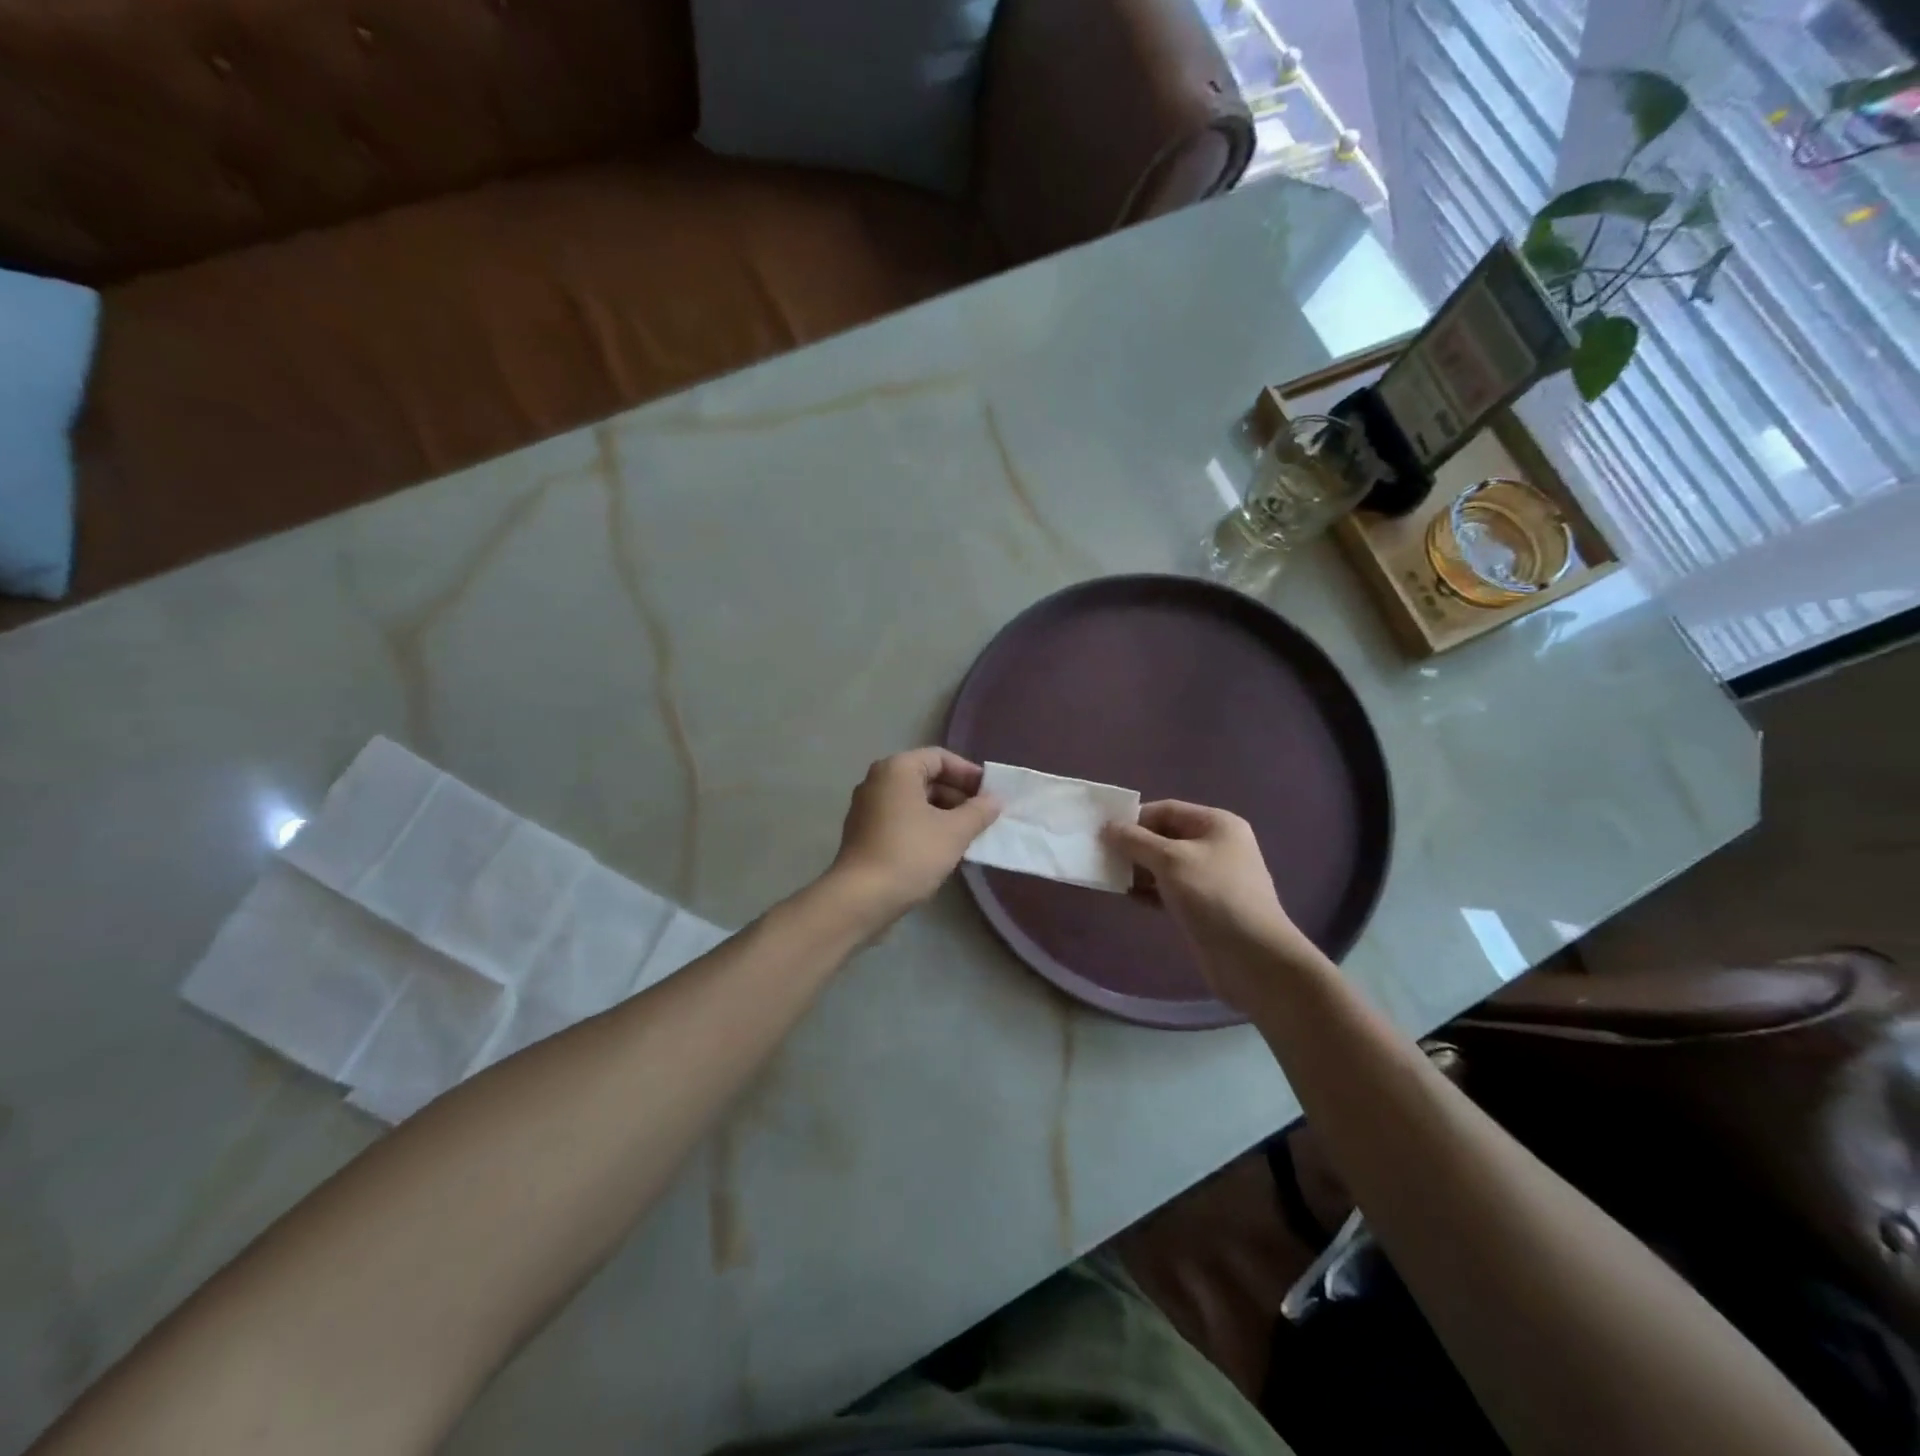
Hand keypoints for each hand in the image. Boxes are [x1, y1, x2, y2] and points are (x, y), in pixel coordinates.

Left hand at [827, 749, 1001, 921]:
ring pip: (914, 801)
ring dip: (943, 813)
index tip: (990, 794)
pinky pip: (901, 818)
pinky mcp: (864, 833)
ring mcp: (867, 807)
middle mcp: (877, 781)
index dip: (968, 773)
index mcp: (897, 769)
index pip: (940, 758)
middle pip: (926, 778)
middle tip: (983, 816)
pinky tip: (943, 849)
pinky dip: (924, 826)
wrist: (861, 898)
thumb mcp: (954, 832)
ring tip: (968, 835)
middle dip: (957, 795)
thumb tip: (995, 800)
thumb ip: (979, 811)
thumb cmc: (911, 854)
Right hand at [1103, 801, 1320, 1003]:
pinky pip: (1169, 889)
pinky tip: (1129, 897)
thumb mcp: (1170, 860)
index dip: (1134, 818)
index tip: (1104, 834)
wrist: (1253, 958)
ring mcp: (1211, 877)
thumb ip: (1135, 841)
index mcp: (1216, 824)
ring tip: (1111, 878)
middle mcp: (1216, 846)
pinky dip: (1149, 890)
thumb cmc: (1213, 896)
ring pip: (1165, 865)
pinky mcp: (1204, 906)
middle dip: (1134, 845)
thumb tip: (1108, 827)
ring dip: (1138, 870)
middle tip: (1102, 857)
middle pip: (1165, 836)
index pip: (1166, 810)